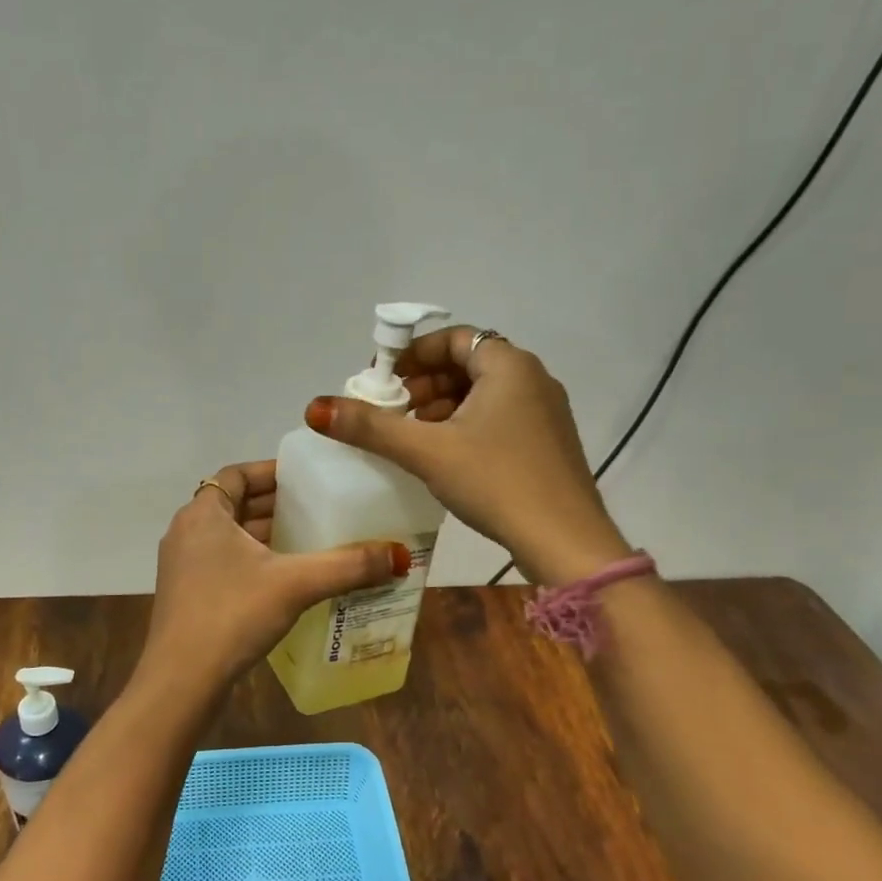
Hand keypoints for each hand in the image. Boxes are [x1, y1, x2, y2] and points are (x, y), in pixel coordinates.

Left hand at [139, 460, 410, 701]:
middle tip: (320, 507)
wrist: (181, 682)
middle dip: (276, 505)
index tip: (307, 478)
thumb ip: (347, 566)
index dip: (271, 472)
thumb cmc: (232, 615)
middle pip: (235, 504)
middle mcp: (187, 532)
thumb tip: (400, 555)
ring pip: (230, 537)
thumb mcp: (295, 584)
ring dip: (266, 535)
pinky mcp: (188, 596)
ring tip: (311, 540)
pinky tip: (286, 579)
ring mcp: (184, 566)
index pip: (237, 474)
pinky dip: (254, 561)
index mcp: (203, 514)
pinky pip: (225, 563)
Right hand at [305, 328, 630, 584]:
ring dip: (442, 408)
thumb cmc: (496, 482)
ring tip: (413, 438)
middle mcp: (532, 378)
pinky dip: (466, 426)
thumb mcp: (427, 451)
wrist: (566, 541)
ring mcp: (545, 412)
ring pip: (482, 394)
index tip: (383, 381)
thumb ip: (371, 427)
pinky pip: (499, 417)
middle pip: (467, 365)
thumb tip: (316, 407)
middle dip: (424, 385)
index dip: (413, 355)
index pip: (453, 339)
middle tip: (393, 412)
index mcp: (508, 365)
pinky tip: (446, 458)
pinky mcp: (547, 442)